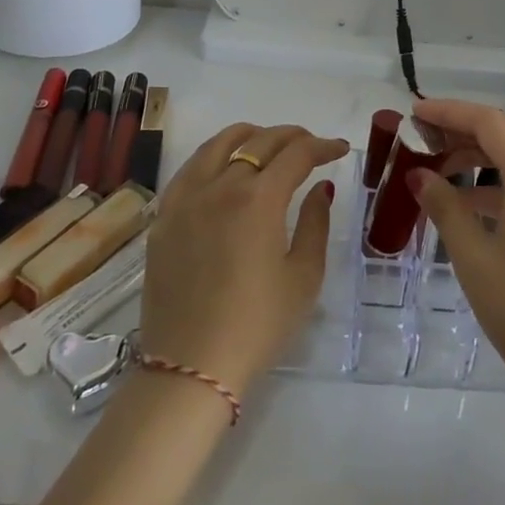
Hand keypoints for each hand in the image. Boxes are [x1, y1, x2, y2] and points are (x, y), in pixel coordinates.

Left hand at [139, 123, 347, 393]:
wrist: (189, 368)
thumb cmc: (257, 326)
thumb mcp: (303, 277)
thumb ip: (315, 223)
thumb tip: (321, 187)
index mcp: (259, 198)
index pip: (297, 154)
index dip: (322, 146)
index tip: (339, 149)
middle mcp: (221, 184)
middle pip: (261, 141)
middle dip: (292, 137)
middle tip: (310, 147)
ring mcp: (187, 197)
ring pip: (220, 143)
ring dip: (251, 136)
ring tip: (268, 145)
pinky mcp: (165, 215)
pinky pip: (191, 167)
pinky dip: (214, 155)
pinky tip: (224, 166)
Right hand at [408, 100, 504, 407]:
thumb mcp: (475, 259)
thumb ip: (445, 208)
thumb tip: (419, 176)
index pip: (487, 121)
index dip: (448, 112)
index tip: (414, 113)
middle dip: (463, 130)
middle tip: (423, 139)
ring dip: (482, 157)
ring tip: (442, 173)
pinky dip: (502, 182)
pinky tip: (475, 207)